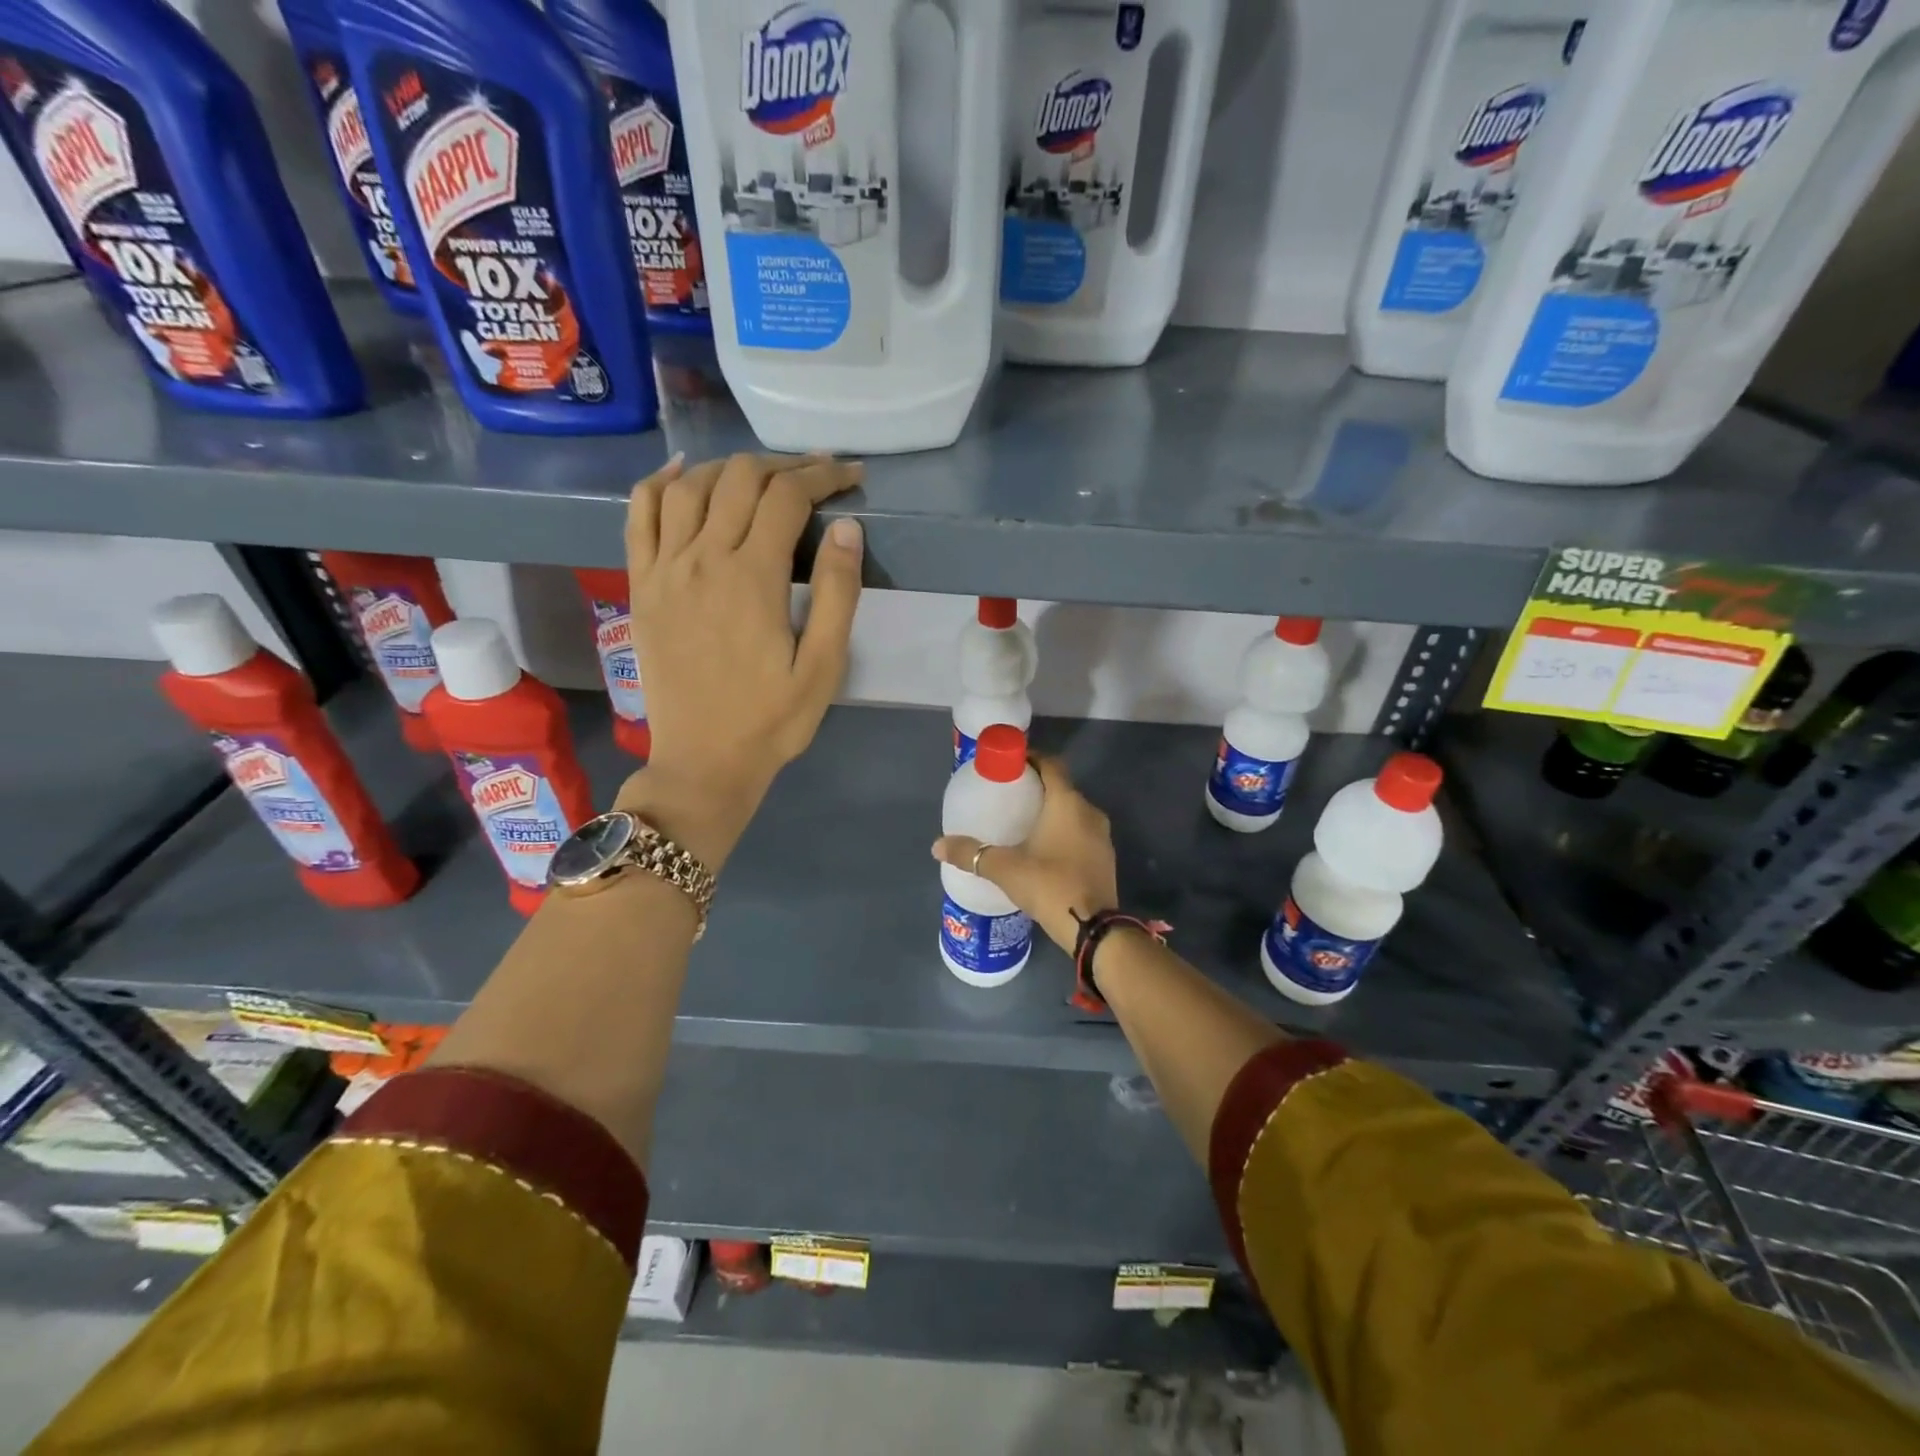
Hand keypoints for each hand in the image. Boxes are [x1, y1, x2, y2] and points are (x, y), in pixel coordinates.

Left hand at [620, 451, 864, 867]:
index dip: (823, 475)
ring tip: (763, 476)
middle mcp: (702, 558)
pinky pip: (639, 514)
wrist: (703, 761)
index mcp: (752, 577)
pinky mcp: (641, 585)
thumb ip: (836, 593)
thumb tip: (846, 528)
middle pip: (740, 478)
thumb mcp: (823, 667)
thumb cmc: (772, 720)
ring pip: (691, 486)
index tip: (851, 475)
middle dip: (784, 466)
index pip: (788, 496)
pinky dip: (660, 483)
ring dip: (731, 468)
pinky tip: (683, 473)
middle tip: (816, 475)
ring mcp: (664, 569)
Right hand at [931, 757, 1117, 951]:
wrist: (1093, 929)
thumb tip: (937, 845)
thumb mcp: (1004, 868)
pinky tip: (1043, 849)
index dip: (1031, 759)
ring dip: (1051, 812)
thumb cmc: (1049, 885)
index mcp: (1067, 802)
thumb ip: (971, 854)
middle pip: (1061, 788)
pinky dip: (1063, 832)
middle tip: (1008, 795)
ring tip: (1022, 822)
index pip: (1051, 764)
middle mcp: (1089, 811)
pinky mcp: (1105, 858)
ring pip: (1073, 812)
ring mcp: (1102, 836)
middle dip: (1037, 787)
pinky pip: (1081, 833)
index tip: (1009, 765)